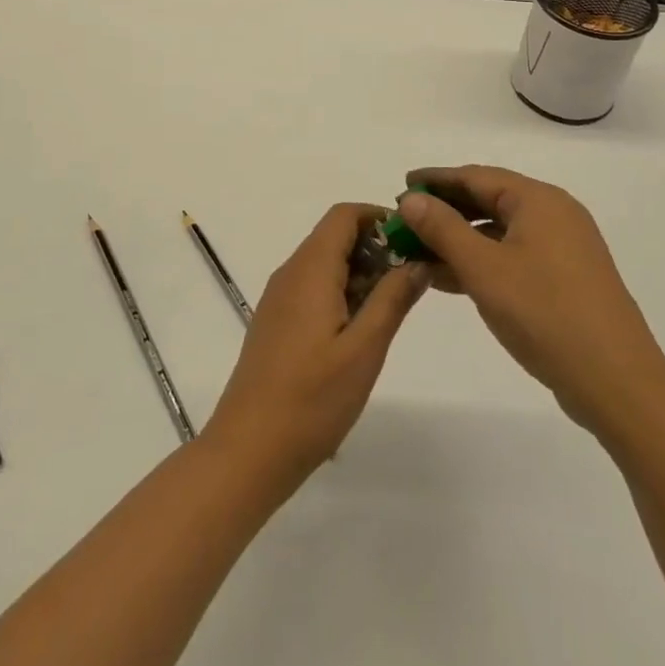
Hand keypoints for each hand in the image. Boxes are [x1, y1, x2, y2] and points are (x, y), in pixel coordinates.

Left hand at [205, 203, 428, 485]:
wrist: (248, 450)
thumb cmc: (311, 400)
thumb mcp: (364, 350)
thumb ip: (392, 299)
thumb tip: (417, 261)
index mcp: (310, 269)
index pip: (343, 215)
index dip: (379, 217)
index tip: (413, 241)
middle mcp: (290, 273)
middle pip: (334, 237)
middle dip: (375, 247)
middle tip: (411, 281)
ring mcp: (279, 298)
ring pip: (324, 263)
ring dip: (360, 272)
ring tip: (392, 308)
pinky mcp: (276, 322)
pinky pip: (312, 288)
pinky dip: (341, 292)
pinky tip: (360, 331)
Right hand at [398, 167, 663, 434]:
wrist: (617, 382)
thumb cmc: (545, 314)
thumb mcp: (483, 268)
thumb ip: (442, 229)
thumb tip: (410, 199)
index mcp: (539, 200)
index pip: (475, 176)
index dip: (435, 180)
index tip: (401, 186)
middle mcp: (554, 214)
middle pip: (488, 200)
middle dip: (445, 211)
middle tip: (405, 221)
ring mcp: (562, 249)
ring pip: (498, 232)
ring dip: (459, 240)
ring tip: (418, 252)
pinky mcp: (565, 280)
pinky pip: (512, 256)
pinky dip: (480, 262)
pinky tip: (449, 279)